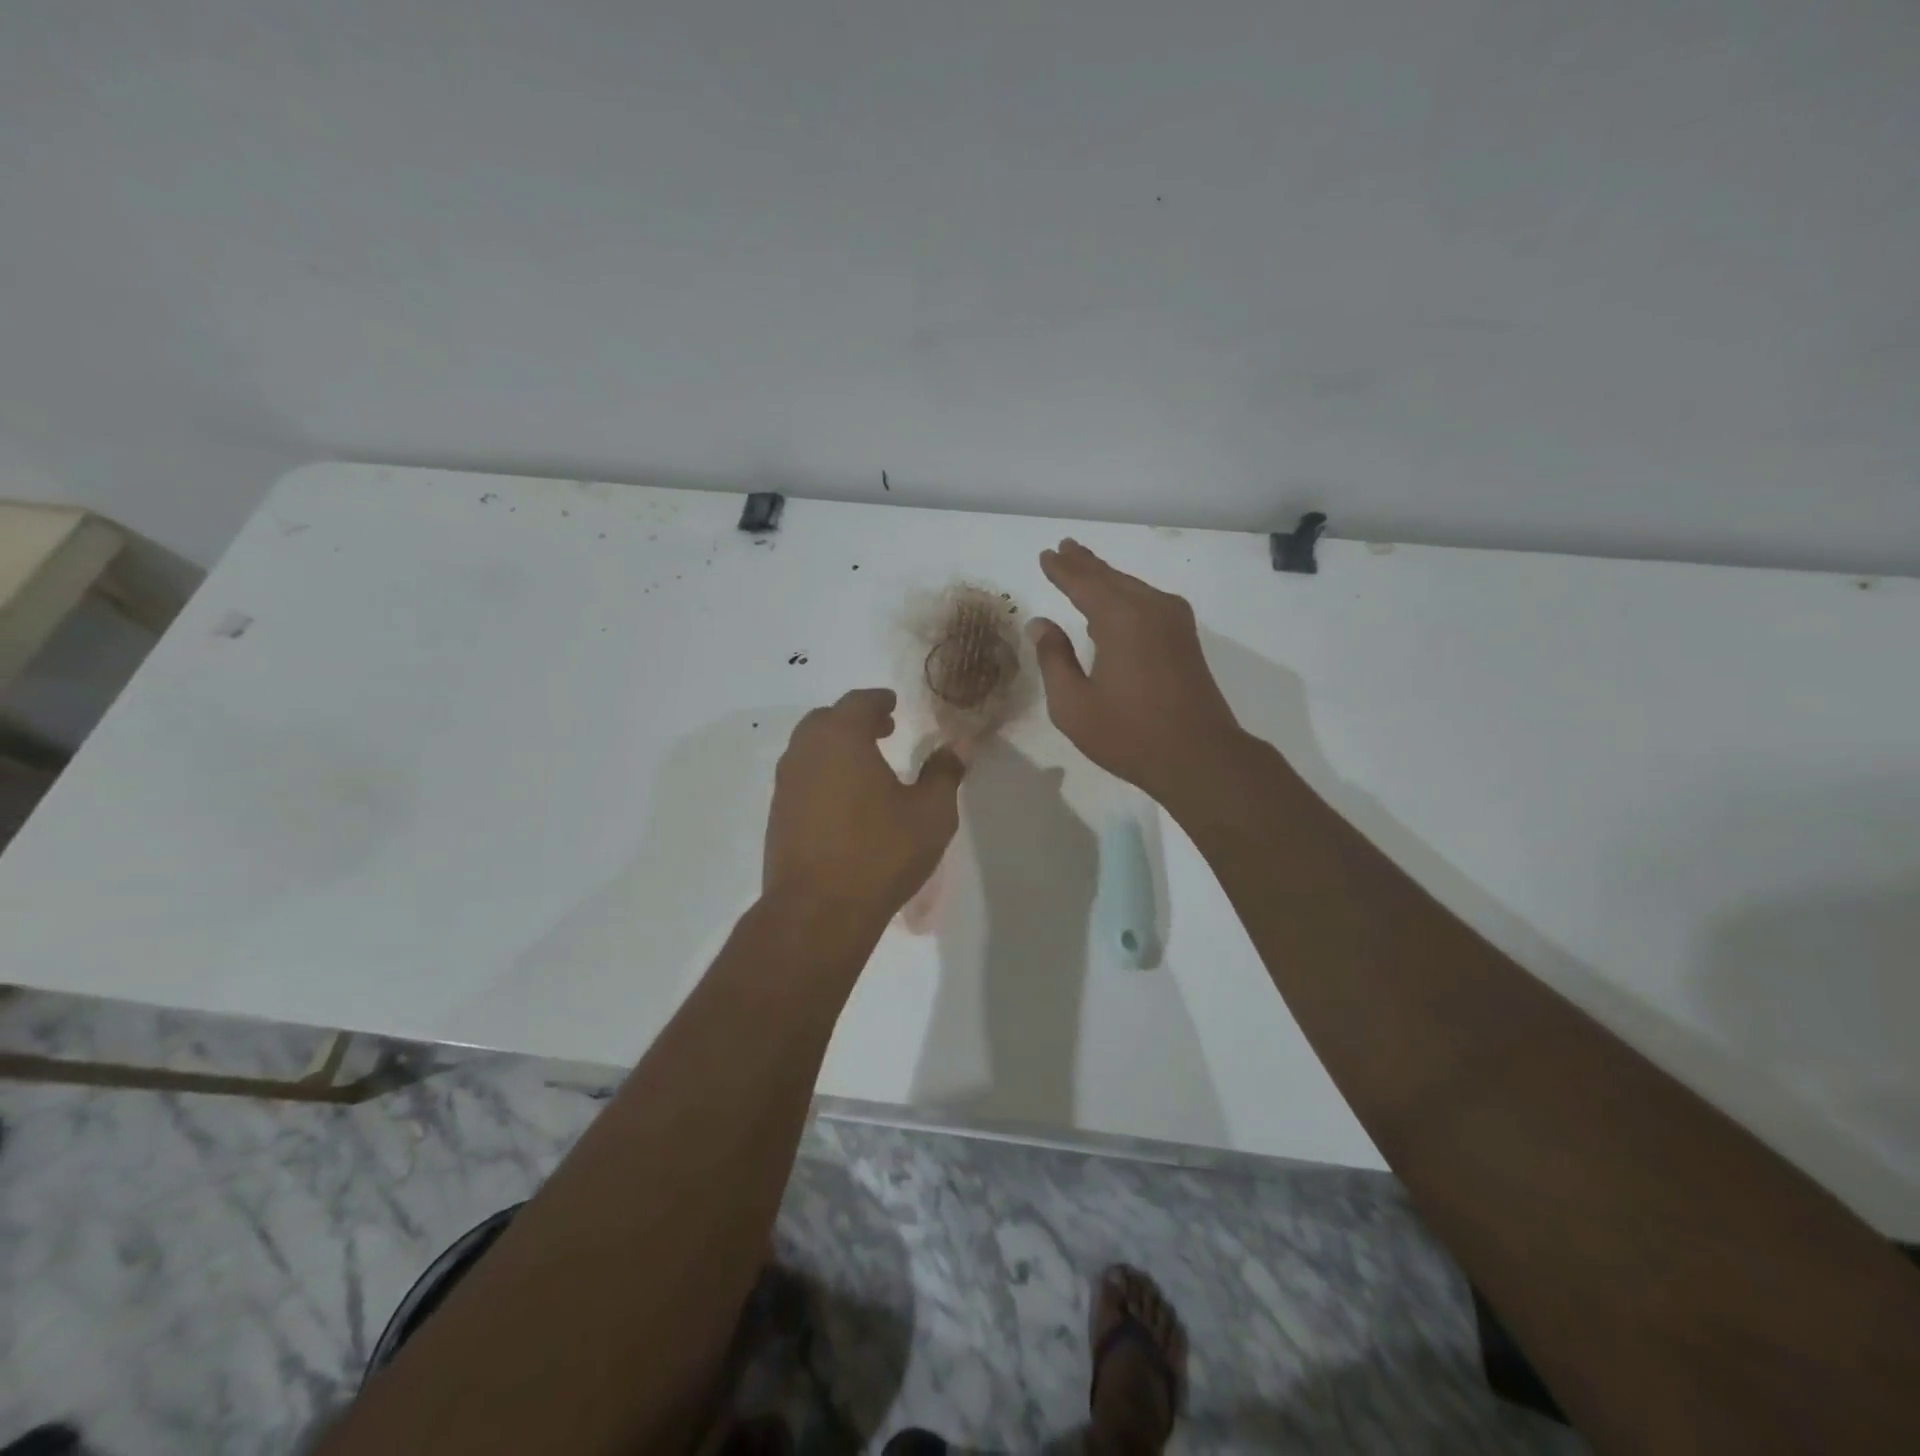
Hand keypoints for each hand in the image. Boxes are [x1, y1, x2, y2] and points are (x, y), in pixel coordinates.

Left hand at [764, 688, 967, 928]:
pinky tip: (844, 799)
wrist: (818, 910)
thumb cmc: (881, 853)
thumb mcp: (931, 813)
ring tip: (865, 764)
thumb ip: (944, 772)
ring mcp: (786, 784)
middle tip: (883, 730)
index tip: (893, 704)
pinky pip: (801, 777)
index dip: (878, 700)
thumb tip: (960, 744)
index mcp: (842, 738)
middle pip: (827, 719)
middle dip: (855, 720)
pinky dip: (822, 772)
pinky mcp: (777, 814)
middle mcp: (806, 752)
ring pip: (809, 747)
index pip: (858, 702)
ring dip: (836, 746)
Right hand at [1029, 539, 1245, 804]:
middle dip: (1085, 564)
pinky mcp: (1185, 638)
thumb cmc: (1129, 734)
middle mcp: (1150, 608)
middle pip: (1111, 578)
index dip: (1061, 569)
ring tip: (1083, 566)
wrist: (1200, 756)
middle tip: (1064, 547)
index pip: (1083, 584)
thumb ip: (1054, 659)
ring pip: (1132, 588)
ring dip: (1106, 578)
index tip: (1045, 554)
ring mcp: (1174, 621)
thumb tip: (1040, 624)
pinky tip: (1115, 603)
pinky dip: (1125, 596)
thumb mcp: (1073, 704)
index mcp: (1121, 619)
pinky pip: (1147, 603)